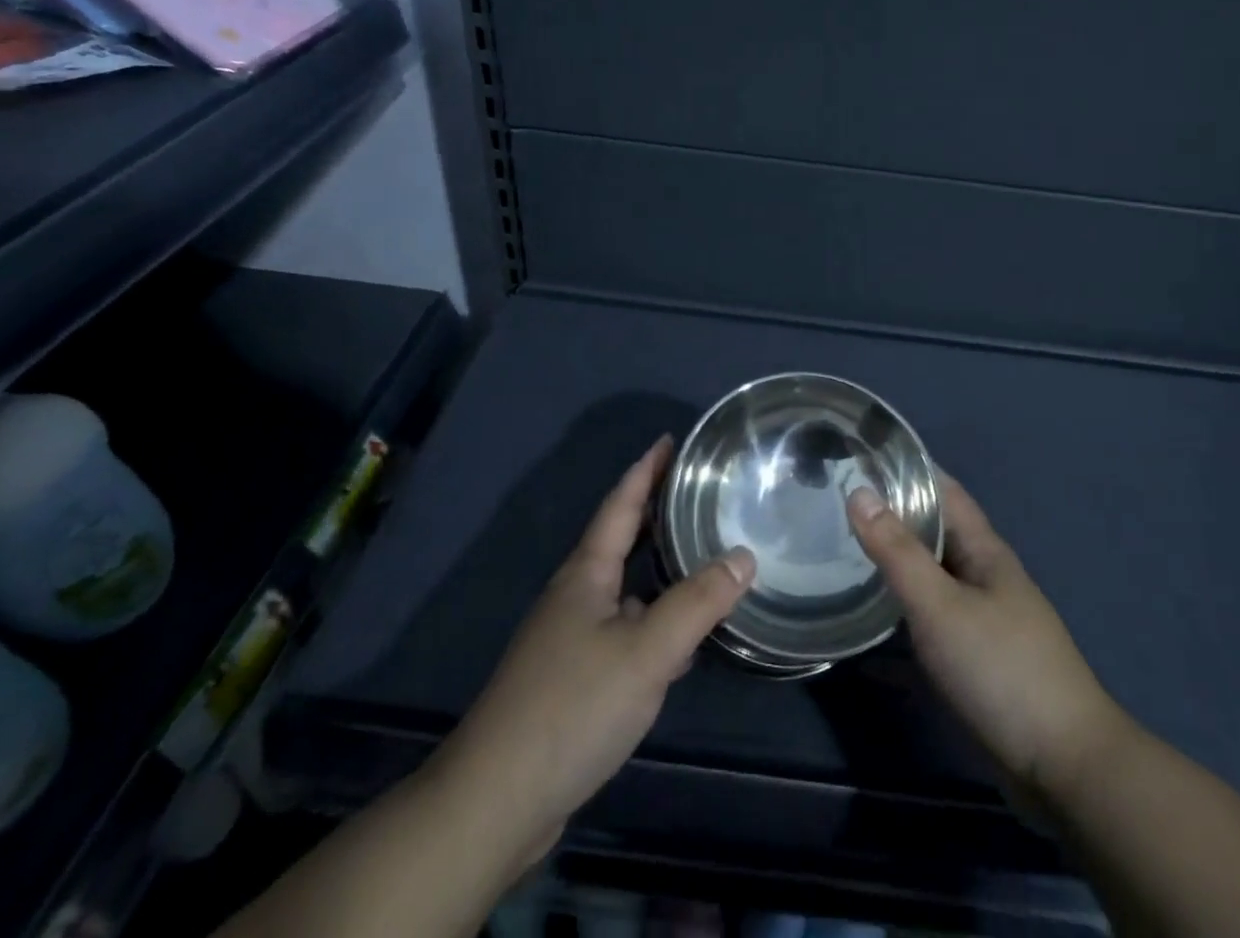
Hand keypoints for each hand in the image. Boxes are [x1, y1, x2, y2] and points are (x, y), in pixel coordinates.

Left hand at [434, 436, 754, 874]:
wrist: (496, 799)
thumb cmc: (573, 707)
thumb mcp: (647, 651)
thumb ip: (698, 602)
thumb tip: (743, 555)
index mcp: (586, 573)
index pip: (621, 504)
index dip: (646, 470)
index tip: (669, 439)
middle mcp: (575, 595)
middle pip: (620, 539)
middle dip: (655, 513)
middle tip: (697, 492)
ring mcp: (569, 638)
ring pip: (623, 588)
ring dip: (657, 569)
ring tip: (700, 556)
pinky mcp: (572, 678)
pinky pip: (622, 628)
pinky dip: (653, 619)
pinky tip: (679, 640)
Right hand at [848, 476, 1128, 804]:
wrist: (1064, 767)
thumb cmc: (1001, 669)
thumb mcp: (940, 606)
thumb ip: (897, 551)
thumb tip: (859, 491)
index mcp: (985, 550)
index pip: (943, 490)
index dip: (907, 468)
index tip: (861, 454)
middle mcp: (985, 575)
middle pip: (935, 530)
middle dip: (893, 512)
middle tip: (836, 499)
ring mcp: (983, 618)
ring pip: (932, 573)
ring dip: (895, 558)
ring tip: (842, 546)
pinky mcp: (976, 657)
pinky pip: (931, 615)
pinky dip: (903, 605)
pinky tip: (871, 612)